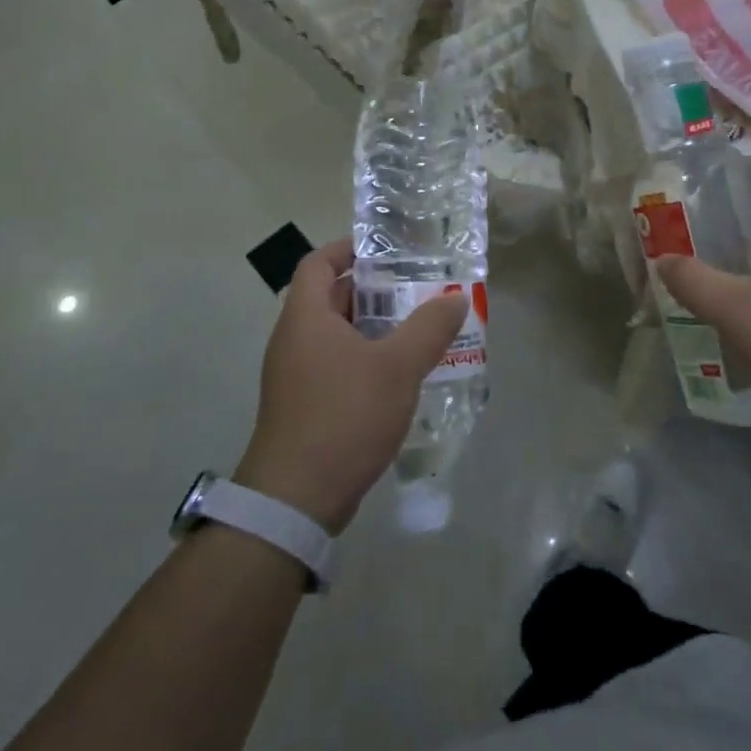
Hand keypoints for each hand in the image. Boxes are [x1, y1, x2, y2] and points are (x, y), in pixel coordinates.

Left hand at [234, 239, 466, 533]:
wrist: (295, 501)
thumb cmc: (343, 416)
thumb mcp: (397, 367)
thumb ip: (430, 327)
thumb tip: (456, 296)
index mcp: (306, 317)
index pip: (318, 262)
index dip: (348, 249)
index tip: (386, 250)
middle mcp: (294, 340)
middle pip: (331, 298)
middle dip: (374, 290)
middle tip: (417, 289)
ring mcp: (296, 377)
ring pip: (337, 335)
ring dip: (375, 328)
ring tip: (418, 330)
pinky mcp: (304, 408)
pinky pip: (337, 367)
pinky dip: (366, 360)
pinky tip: (400, 377)